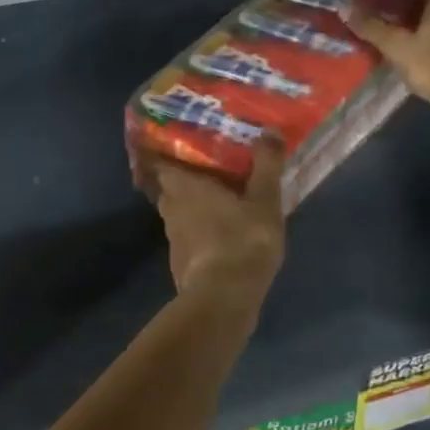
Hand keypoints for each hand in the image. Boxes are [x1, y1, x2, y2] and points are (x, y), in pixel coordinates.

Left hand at [137, 140, 285, 294]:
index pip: (160, 162)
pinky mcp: (181, 263)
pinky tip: (219, 235)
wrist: (224, 299)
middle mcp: (171, 208)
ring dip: (192, 207)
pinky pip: (188, 238)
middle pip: (170, 187)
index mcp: (184, 186)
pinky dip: (199, 232)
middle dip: (184, 180)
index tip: (178, 145)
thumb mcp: (264, 200)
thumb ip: (266, 165)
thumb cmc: (242, 240)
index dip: (165, 152)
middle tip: (207, 171)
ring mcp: (173, 239)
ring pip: (178, 213)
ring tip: (217, 201)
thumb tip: (268, 130)